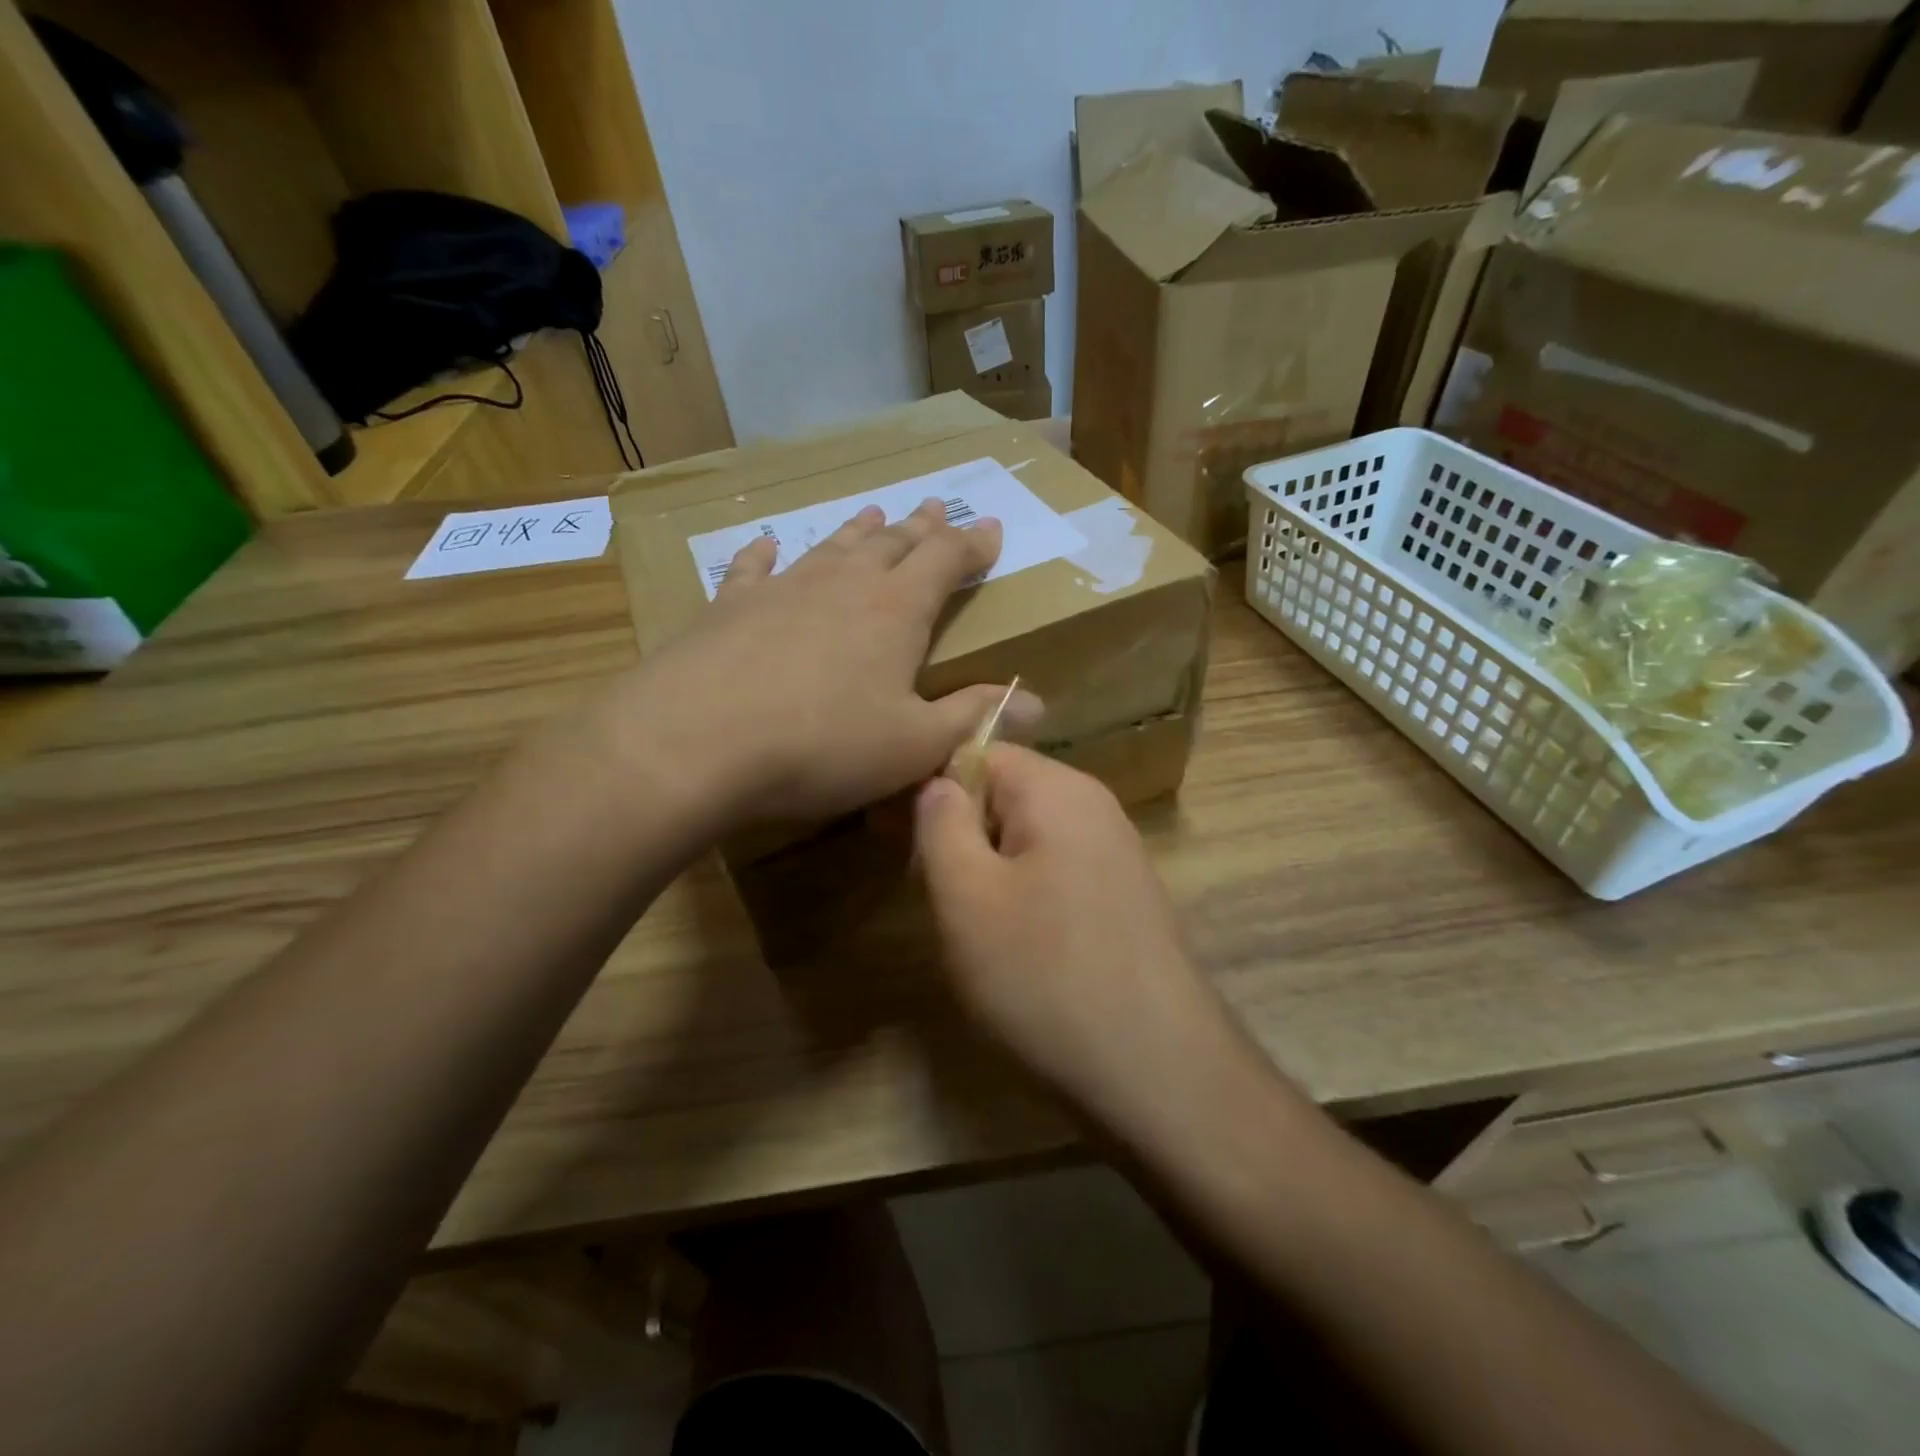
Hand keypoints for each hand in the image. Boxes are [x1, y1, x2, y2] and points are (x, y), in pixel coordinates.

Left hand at [622, 498, 1041, 827]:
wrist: (696, 742)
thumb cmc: (822, 746)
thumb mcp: (913, 745)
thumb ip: (973, 718)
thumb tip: (1037, 704)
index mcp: (896, 611)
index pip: (946, 561)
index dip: (973, 544)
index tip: (992, 529)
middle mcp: (843, 584)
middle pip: (892, 543)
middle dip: (920, 527)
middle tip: (936, 505)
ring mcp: (782, 588)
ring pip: (831, 547)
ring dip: (858, 530)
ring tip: (875, 512)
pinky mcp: (728, 606)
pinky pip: (753, 567)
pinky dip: (765, 553)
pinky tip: (767, 544)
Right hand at [914, 745, 1234, 1123]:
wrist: (1159, 1074)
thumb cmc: (1045, 977)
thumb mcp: (966, 897)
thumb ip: (940, 824)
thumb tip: (935, 783)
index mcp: (1057, 790)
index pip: (976, 751)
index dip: (928, 786)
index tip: (893, 836)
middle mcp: (1094, 808)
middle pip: (1004, 793)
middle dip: (958, 832)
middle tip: (926, 889)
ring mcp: (1116, 854)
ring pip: (1026, 838)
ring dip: (986, 869)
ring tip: (966, 924)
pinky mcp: (1123, 898)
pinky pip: (1055, 872)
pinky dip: (1021, 894)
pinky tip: (1013, 946)